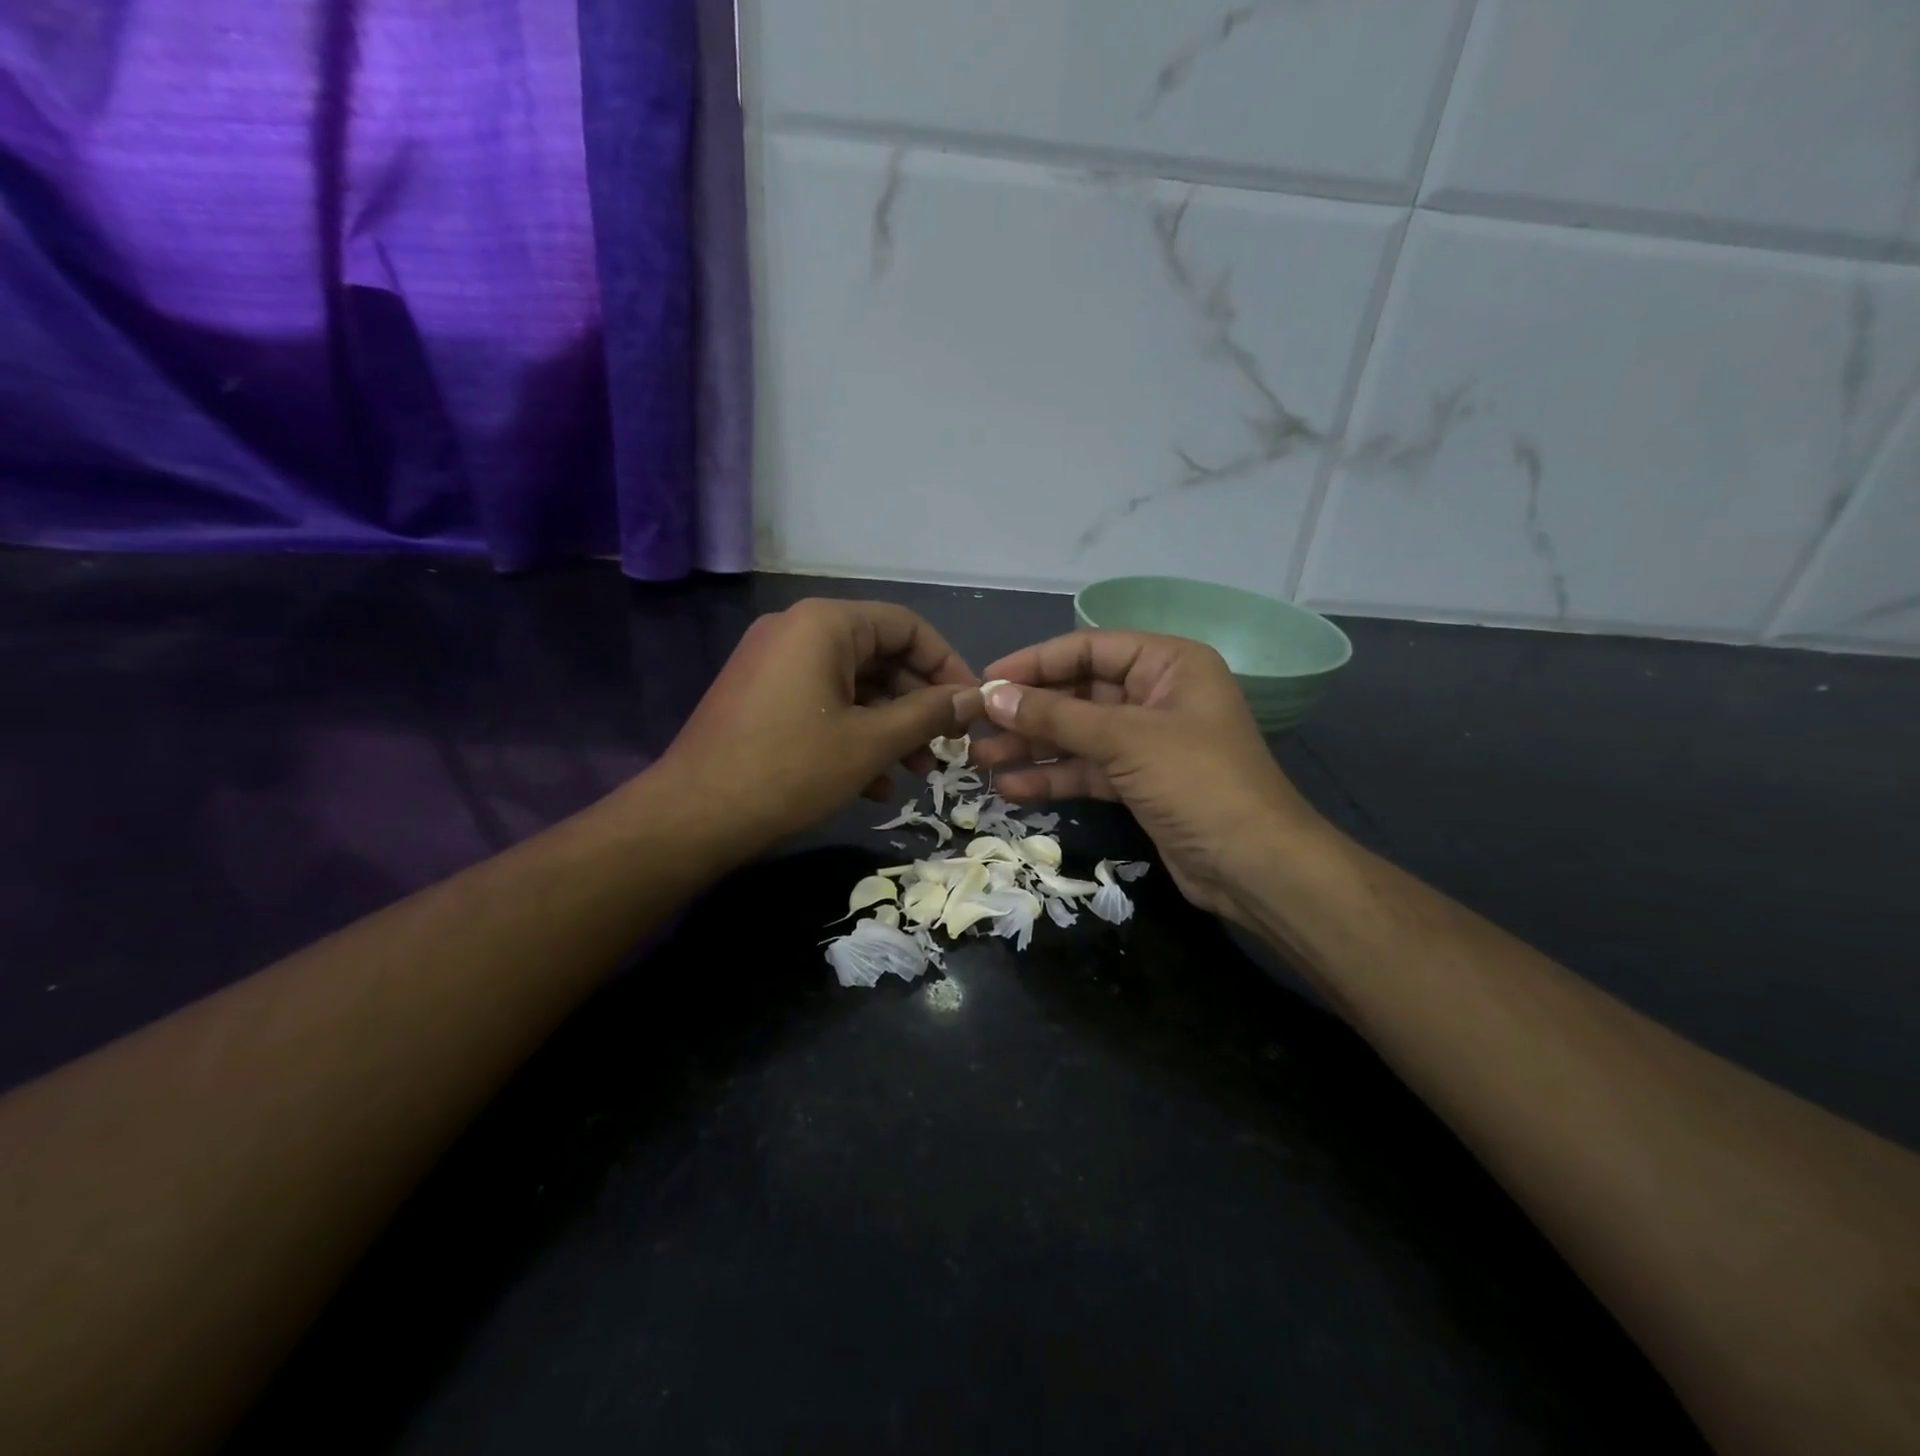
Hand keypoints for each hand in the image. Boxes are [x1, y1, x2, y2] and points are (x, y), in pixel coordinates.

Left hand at [648, 599, 982, 867]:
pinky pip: (823, 704)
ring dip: (891, 728)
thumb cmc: (790, 770)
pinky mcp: (762, 698)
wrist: (692, 817)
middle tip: (948, 748)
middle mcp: (798, 631)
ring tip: (919, 773)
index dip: (947, 665)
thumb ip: (928, 714)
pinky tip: (876, 785)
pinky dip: (854, 736)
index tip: (971, 706)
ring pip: (853, 687)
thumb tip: (975, 698)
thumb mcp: (870, 743)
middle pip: (880, 657)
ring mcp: (775, 665)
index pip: (906, 627)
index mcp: (825, 624)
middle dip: (919, 705)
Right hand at [970, 631, 1329, 922]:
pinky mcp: (1139, 783)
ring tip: (981, 760)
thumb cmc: (1198, 782)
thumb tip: (993, 697)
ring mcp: (1147, 742)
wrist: (1254, 866)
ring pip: (1078, 735)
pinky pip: (1087, 769)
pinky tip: (1011, 788)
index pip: (1088, 649)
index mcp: (1168, 664)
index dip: (1035, 663)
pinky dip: (1052, 777)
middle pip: (1079, 693)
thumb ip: (1057, 716)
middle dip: (1028, 711)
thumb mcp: (1125, 740)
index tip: (987, 682)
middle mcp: (1156, 695)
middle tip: (974, 726)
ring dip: (1032, 746)